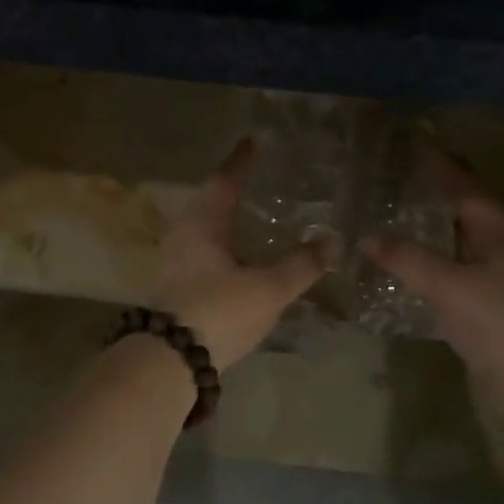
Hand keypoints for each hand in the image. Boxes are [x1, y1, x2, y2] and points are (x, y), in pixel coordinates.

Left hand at [155, 139, 335, 367]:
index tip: (250, 143)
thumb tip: (332, 241)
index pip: (224, 182)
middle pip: (206, 204)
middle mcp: (182, 237)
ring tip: (246, 222)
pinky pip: (198, 256)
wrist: (170, 360)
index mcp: (203, 225)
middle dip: (228, 192)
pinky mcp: (172, 290)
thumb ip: (300, 265)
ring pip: (200, 232)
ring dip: (222, 223)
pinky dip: (218, 250)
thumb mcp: (268, 288)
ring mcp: (172, 265)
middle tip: (251, 183)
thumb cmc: (220, 311)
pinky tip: (233, 262)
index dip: (240, 162)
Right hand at [362, 151, 503, 387]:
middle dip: (431, 196)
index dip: (437, 165)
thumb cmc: (499, 321)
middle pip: (463, 213)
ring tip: (391, 217)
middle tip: (392, 180)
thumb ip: (406, 258)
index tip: (410, 141)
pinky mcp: (490, 306)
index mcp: (503, 231)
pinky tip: (406, 266)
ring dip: (429, 232)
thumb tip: (365, 237)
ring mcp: (500, 278)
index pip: (464, 187)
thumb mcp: (449, 285)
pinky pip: (455, 272)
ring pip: (458, 244)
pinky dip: (431, 264)